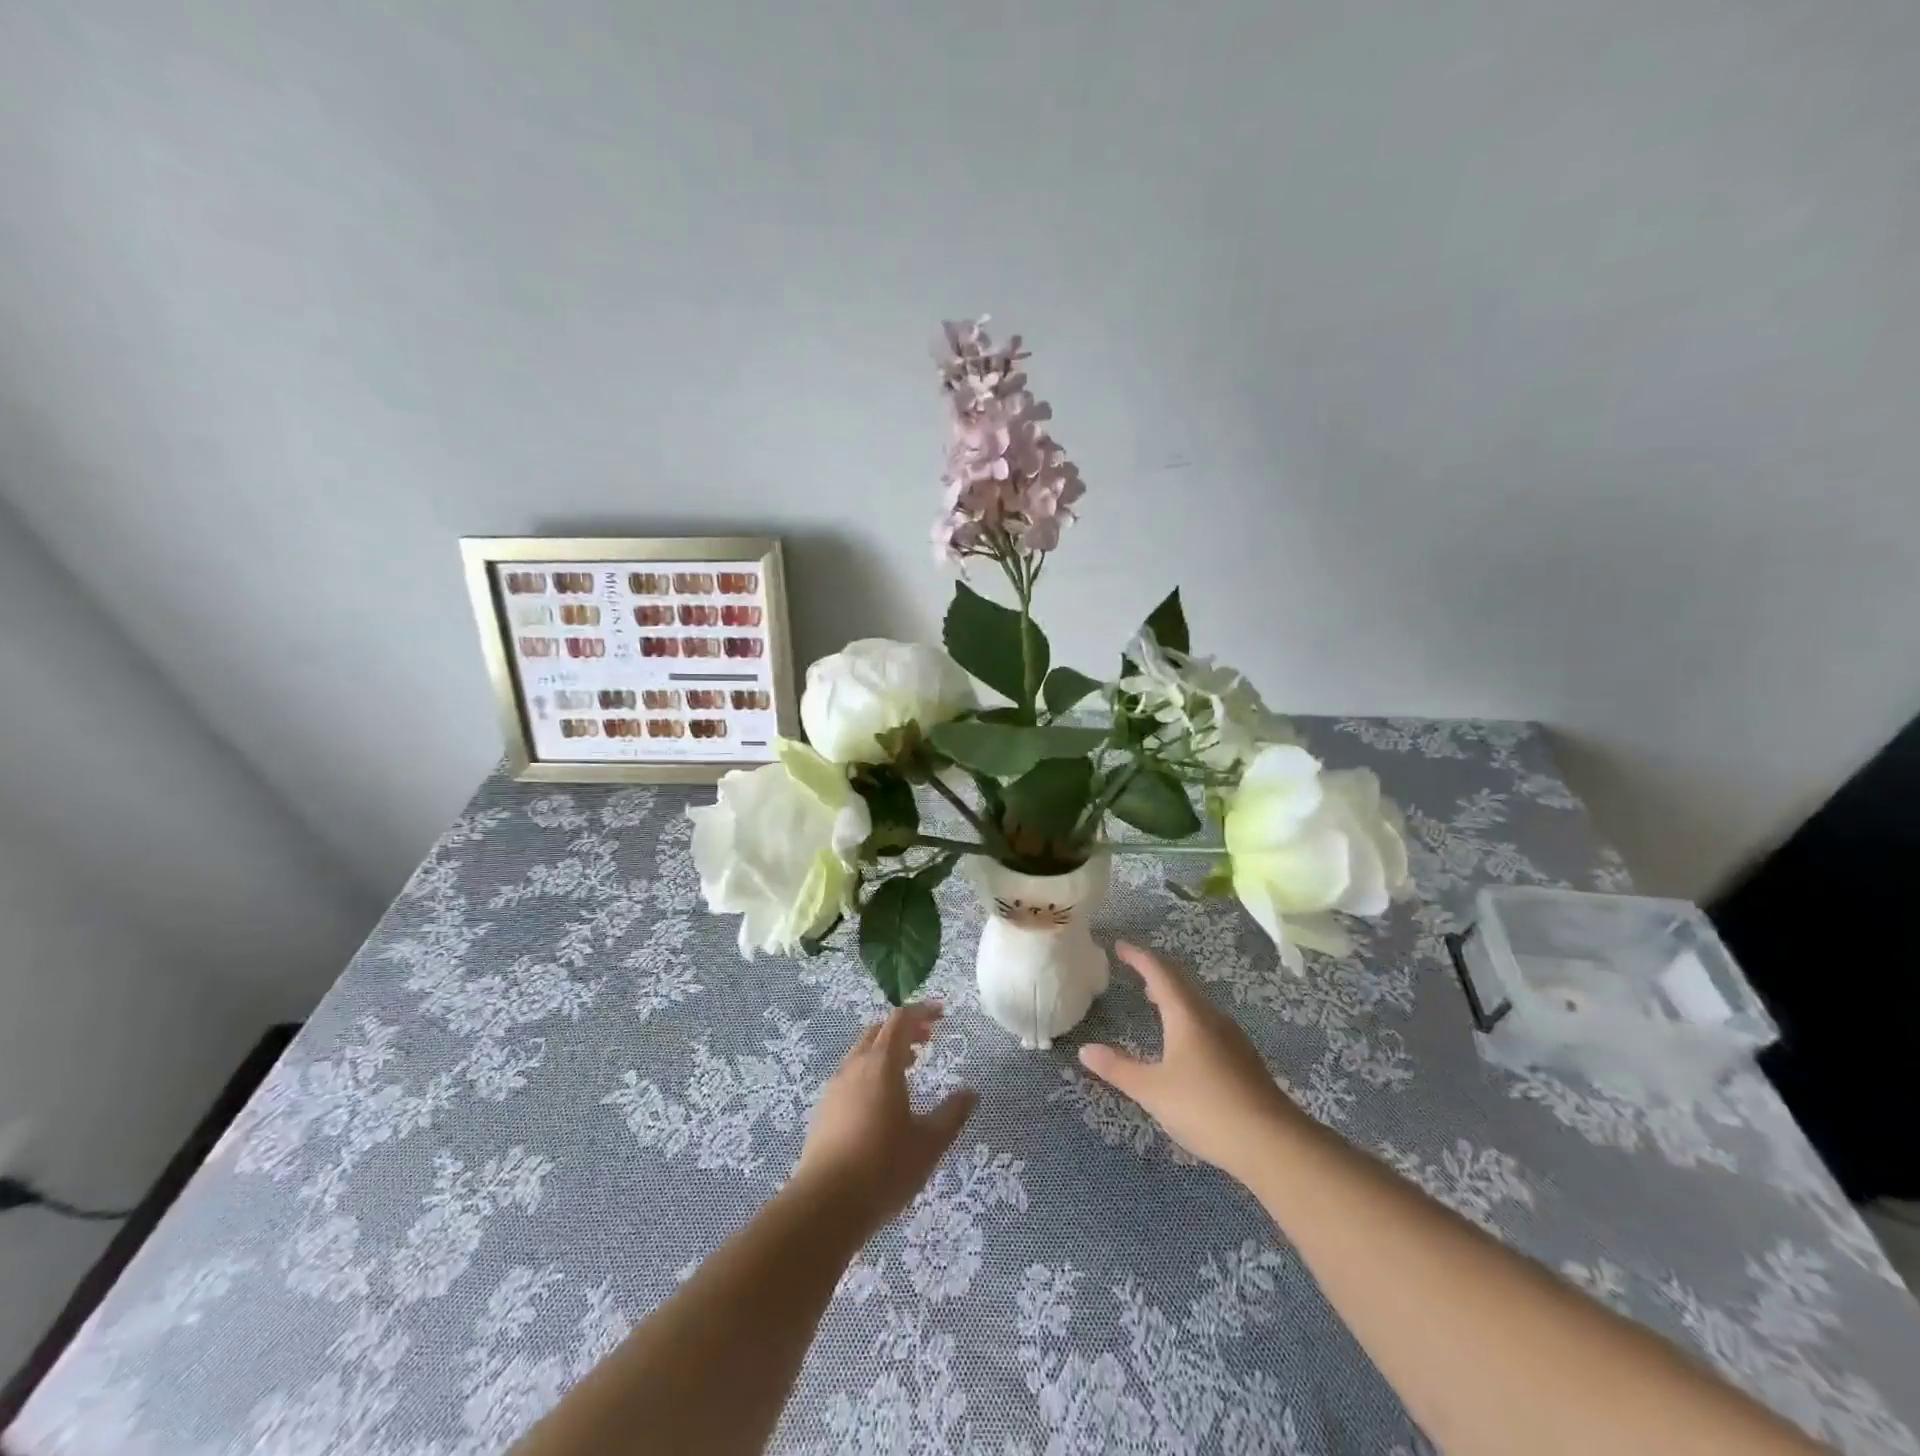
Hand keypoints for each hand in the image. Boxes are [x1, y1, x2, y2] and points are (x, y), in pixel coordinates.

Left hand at [788, 1002, 977, 1243]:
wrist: (825, 1205)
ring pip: (862, 1052)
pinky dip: (871, 1070)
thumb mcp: (929, 1143)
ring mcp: (835, 1087)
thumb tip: (971, 1093)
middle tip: (928, 1040)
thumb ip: (952, 1114)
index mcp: (881, 1064)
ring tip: (909, 1067)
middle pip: (878, 1030)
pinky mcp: (824, 1109)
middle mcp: (855, 1066)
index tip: (942, 1013)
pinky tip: (882, 1099)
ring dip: (886, 1049)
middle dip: (904, 1029)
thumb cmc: (884, 1168)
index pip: (900, 1020)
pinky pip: (851, 1073)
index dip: (922, 1011)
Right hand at [1078, 942, 1299, 1181]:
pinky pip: (1208, 1023)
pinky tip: (1184, 1041)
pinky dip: (1188, 1018)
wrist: (1273, 1143)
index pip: (1159, 972)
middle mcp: (1211, 1018)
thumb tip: (1086, 1050)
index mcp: (1187, 1015)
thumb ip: (1119, 1069)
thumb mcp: (1153, 1090)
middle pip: (1181, 984)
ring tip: (1154, 1001)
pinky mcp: (1243, 1059)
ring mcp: (1232, 1038)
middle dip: (1156, 973)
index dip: (1138, 957)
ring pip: (1197, 1005)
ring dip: (1173, 996)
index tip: (1120, 946)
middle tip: (1134, 970)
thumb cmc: (1206, 1108)